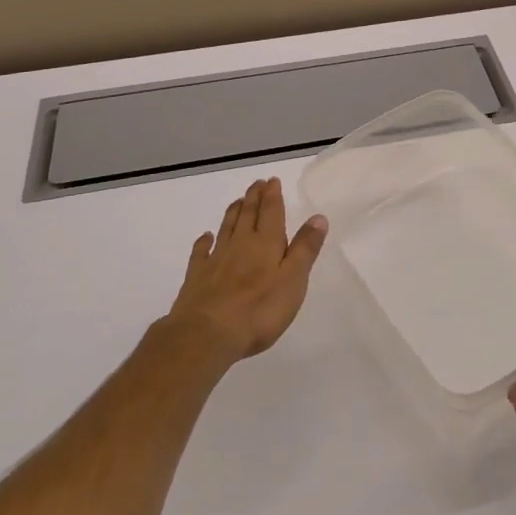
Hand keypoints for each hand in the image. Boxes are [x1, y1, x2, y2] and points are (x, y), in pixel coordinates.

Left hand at [166, 178, 328, 364]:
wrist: (207, 334)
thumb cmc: (259, 310)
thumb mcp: (293, 280)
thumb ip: (305, 249)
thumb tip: (318, 217)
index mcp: (266, 243)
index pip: (271, 212)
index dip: (273, 195)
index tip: (272, 180)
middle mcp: (240, 244)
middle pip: (248, 214)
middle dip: (254, 197)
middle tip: (257, 183)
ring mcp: (216, 259)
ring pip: (226, 228)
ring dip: (233, 212)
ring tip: (238, 200)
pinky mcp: (197, 277)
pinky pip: (201, 252)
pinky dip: (204, 242)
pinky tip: (205, 237)